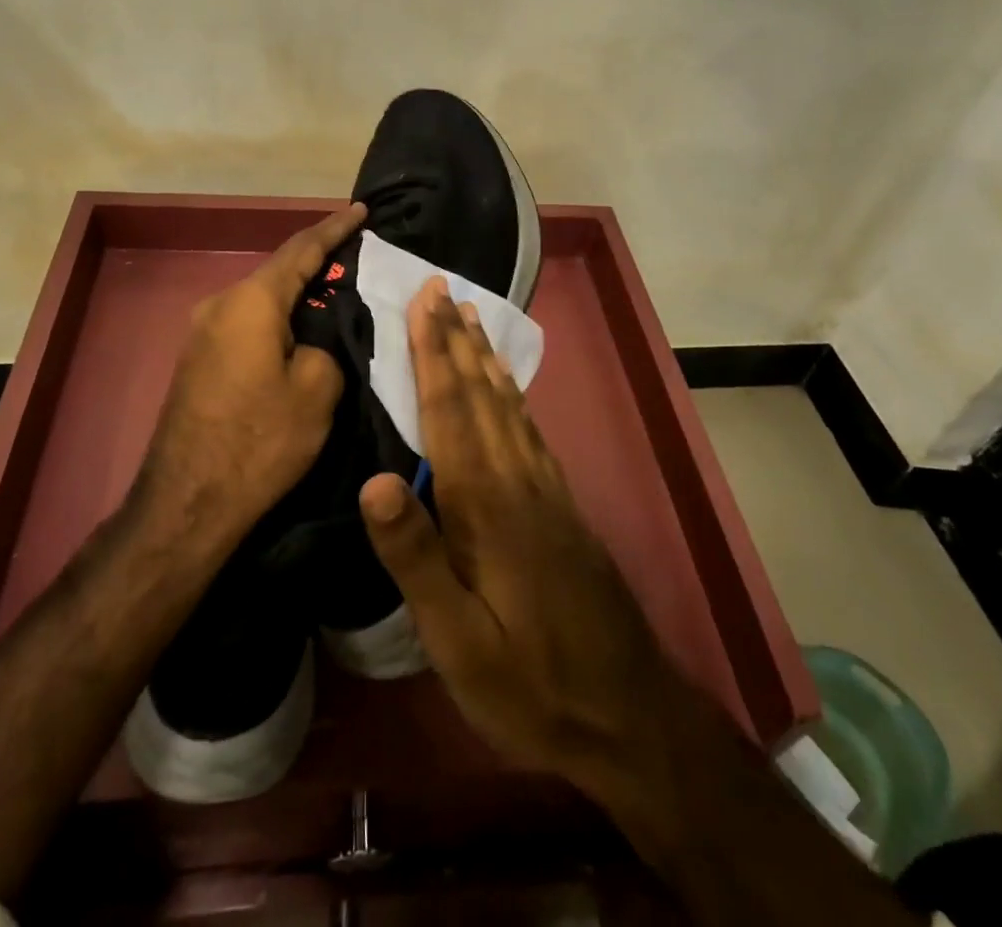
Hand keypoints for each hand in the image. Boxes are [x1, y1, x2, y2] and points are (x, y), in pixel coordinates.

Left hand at [139, 203, 366, 541]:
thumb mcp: (317, 391)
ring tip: (333, 296)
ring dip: (296, 296)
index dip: (335, 228)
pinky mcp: (198, 359)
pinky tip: (298, 334)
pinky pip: (247, 324)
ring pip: (262, 301)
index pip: (302, 249)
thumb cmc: (259, 440)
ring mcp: (202, 332)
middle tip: (356, 258)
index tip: (361, 210)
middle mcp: (220, 304)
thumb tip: (311, 343)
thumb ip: (325, 347)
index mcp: (251, 301)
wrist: (187, 501)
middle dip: (317, 262)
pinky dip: (277, 320)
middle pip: (278, 272)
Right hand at [358, 278, 679, 790]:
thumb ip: (416, 557)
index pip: (451, 409)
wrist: (628, 714)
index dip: (433, 352)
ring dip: (485, 358)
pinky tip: (507, 389)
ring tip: (471, 318)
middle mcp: (517, 479)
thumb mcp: (458, 639)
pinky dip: (512, 395)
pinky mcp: (561, 504)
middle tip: (442, 288)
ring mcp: (545, 489)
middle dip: (456, 338)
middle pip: (481, 393)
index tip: (424, 300)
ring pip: (509, 405)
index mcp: (485, 503)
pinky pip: (529, 429)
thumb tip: (373, 480)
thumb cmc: (529, 682)